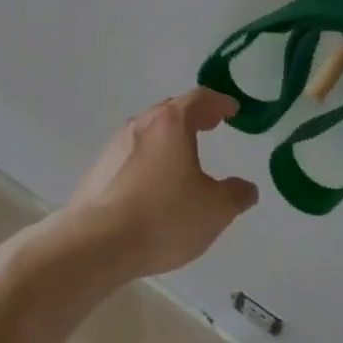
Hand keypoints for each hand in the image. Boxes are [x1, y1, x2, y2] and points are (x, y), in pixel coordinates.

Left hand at [65, 88, 258, 277]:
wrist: (96, 243)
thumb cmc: (164, 217)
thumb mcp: (214, 210)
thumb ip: (236, 195)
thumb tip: (246, 188)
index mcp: (172, 124)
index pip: (199, 99)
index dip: (219, 102)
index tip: (232, 110)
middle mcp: (141, 125)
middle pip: (170, 111)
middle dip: (193, 115)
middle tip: (210, 124)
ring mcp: (114, 146)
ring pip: (148, 132)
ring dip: (167, 138)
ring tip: (182, 155)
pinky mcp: (97, 171)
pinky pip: (130, 155)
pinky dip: (148, 159)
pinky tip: (153, 184)